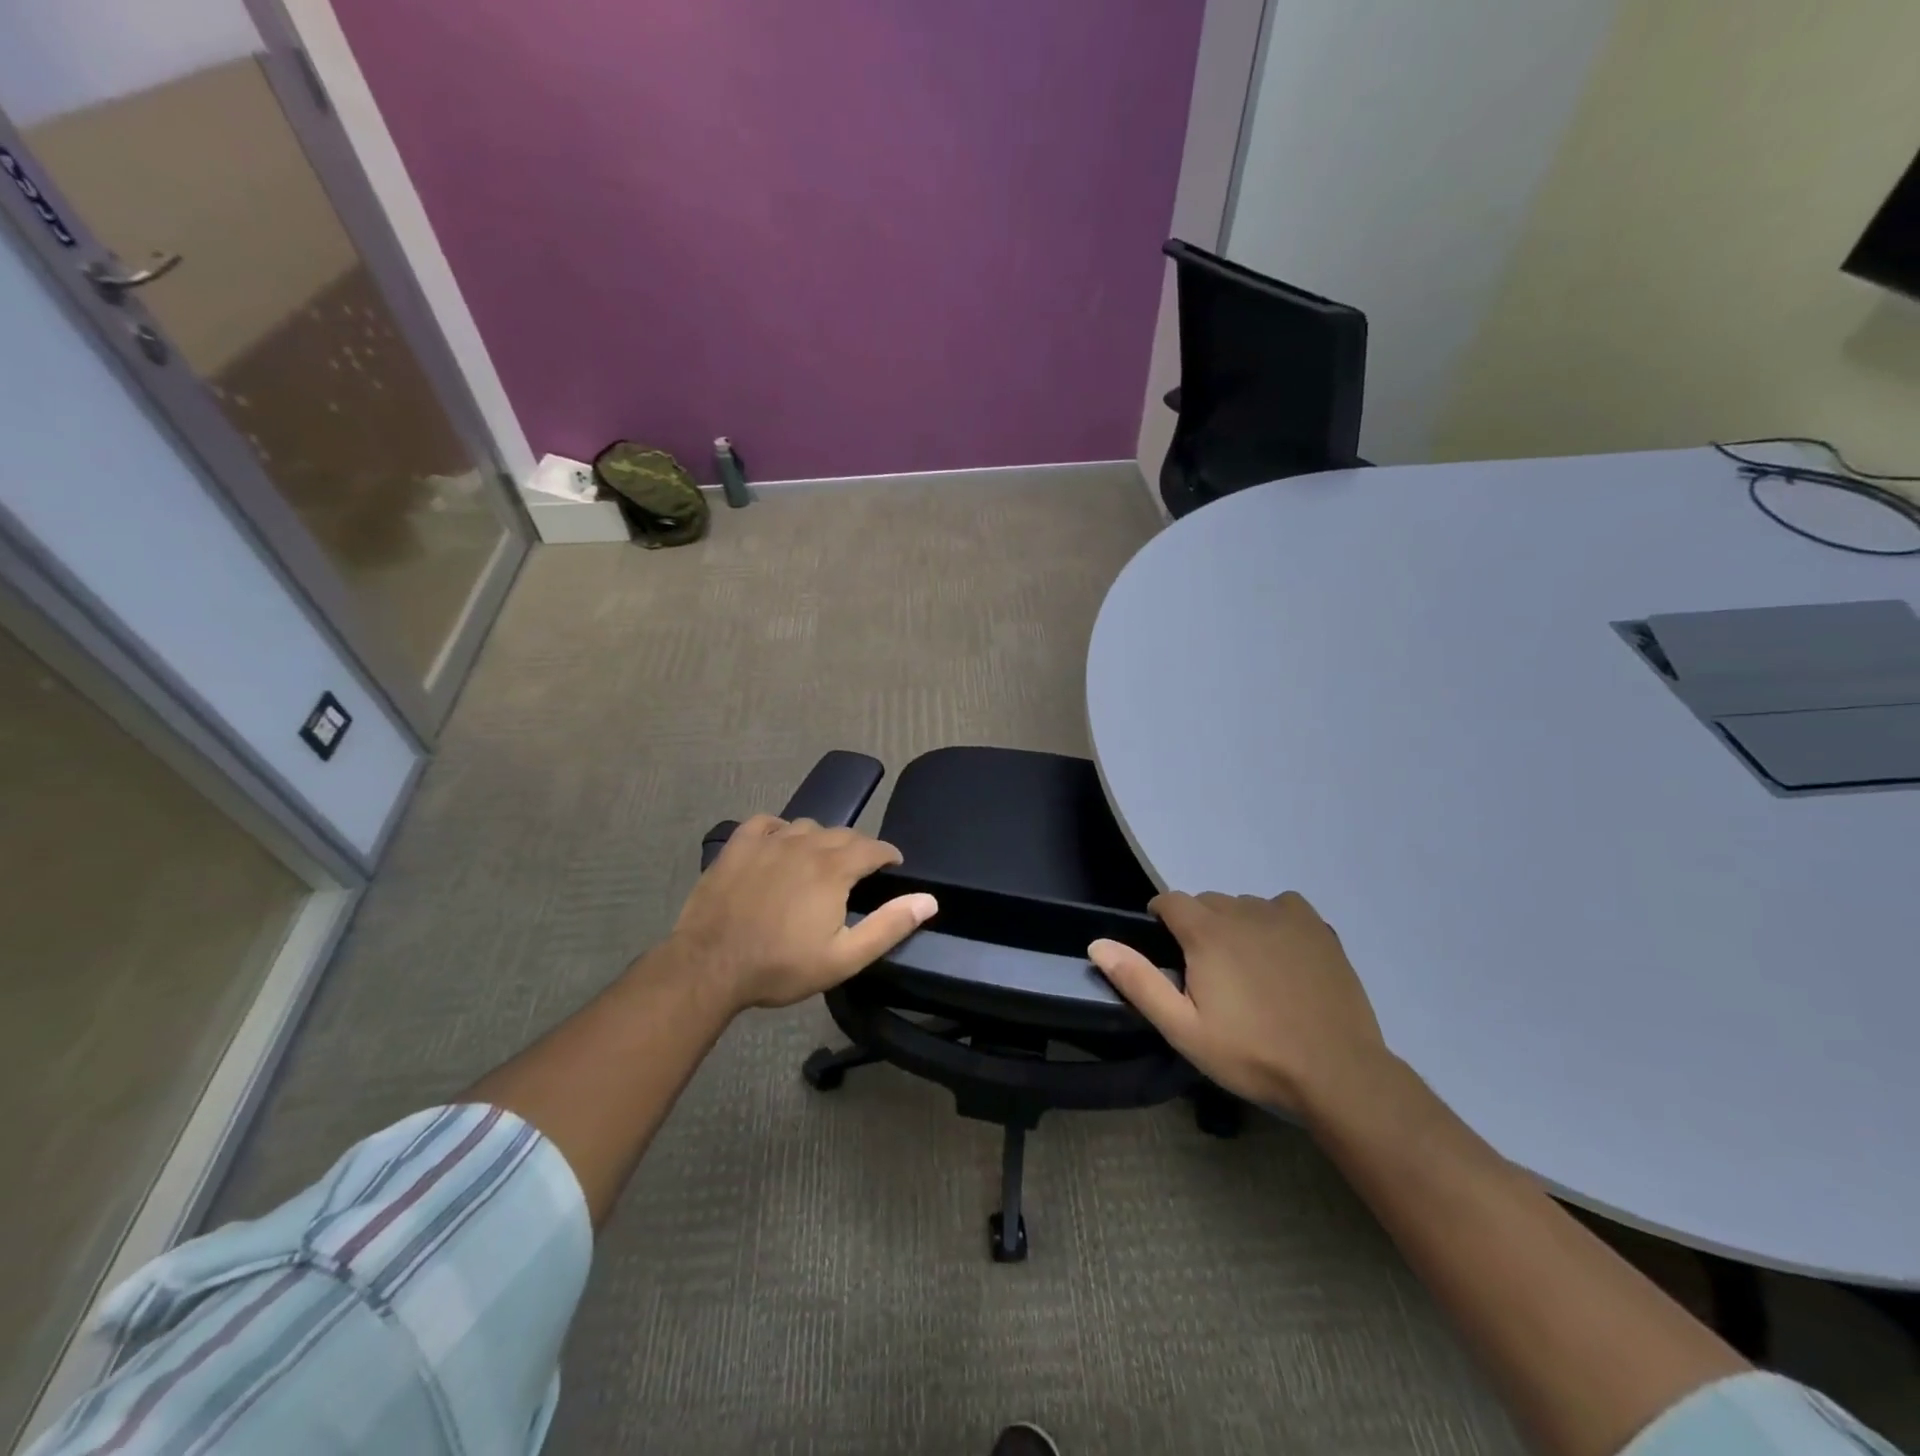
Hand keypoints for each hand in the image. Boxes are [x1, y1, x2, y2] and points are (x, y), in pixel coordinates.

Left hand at [672, 815, 937, 1011]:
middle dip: (858, 848)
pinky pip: (766, 823)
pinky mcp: (738, 846)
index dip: (888, 854)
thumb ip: (889, 926)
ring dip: (821, 839)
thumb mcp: (844, 957)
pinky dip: (780, 829)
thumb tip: (928, 900)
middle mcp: (805, 844)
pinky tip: (779, 844)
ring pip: (807, 826)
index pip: (874, 847)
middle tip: (859, 871)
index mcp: (834, 869)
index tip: (893, 866)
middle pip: (842, 834)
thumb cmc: (781, 966)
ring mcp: (768, 841)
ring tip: (820, 861)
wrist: (710, 966)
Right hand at [1089, 891, 1389, 1114]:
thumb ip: (1139, 981)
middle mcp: (1243, 911)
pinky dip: (1274, 921)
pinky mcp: (1318, 929)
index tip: (1166, 950)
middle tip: (1207, 974)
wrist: (1337, 1073)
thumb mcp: (1183, 1029)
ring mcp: (1285, 917)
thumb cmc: (1252, 1054)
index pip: (1170, 901)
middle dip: (1198, 927)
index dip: (1161, 919)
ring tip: (1246, 970)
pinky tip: (1281, 954)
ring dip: (1235, 925)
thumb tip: (1098, 943)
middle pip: (1207, 903)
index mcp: (1206, 932)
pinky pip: (1283, 907)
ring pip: (1244, 905)